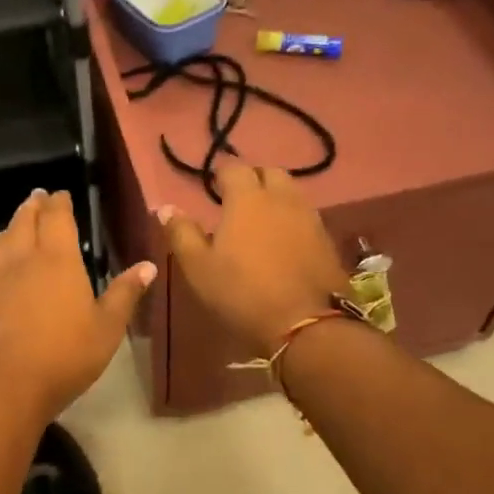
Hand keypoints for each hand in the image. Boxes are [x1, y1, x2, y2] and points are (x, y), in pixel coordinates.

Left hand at [0, 190, 155, 420]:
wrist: (8, 385)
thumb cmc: (66, 353)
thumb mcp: (107, 327)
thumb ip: (125, 294)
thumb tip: (148, 266)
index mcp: (56, 260)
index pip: (56, 218)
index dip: (59, 203)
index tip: (61, 194)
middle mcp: (23, 262)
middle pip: (23, 223)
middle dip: (32, 207)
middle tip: (38, 197)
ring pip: (0, 243)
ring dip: (10, 228)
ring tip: (17, 225)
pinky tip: (3, 275)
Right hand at [159, 165, 349, 355]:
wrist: (306, 324)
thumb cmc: (242, 292)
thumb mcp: (198, 267)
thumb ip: (181, 233)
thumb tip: (166, 208)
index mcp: (248, 199)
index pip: (234, 169)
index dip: (221, 176)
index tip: (213, 190)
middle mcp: (282, 199)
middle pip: (270, 173)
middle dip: (253, 180)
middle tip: (237, 202)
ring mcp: (310, 218)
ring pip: (291, 194)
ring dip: (275, 199)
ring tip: (260, 221)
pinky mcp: (327, 240)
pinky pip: (306, 217)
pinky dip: (292, 220)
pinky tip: (283, 242)